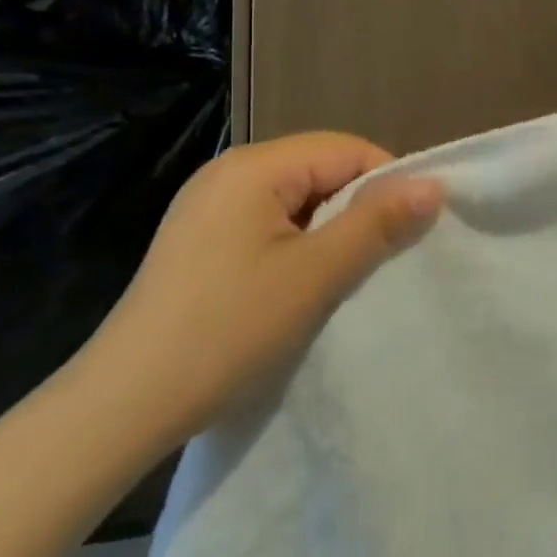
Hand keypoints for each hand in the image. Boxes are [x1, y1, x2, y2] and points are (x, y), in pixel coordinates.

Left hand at [69, 133, 443, 454]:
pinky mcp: (198, 240)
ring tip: (342, 277)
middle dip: (357, 209)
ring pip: (296, 200)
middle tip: (379, 261)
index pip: (346, 150)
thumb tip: (433, 185)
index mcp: (253, 166)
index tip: (409, 233)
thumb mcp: (316, 275)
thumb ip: (377, 224)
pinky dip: (296, 246)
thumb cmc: (228, 331)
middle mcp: (228, 172)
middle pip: (319, 170)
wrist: (123, 406)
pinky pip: (267, 223)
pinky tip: (298, 286)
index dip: (386, 184)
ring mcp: (207, 206)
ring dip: (328, 231)